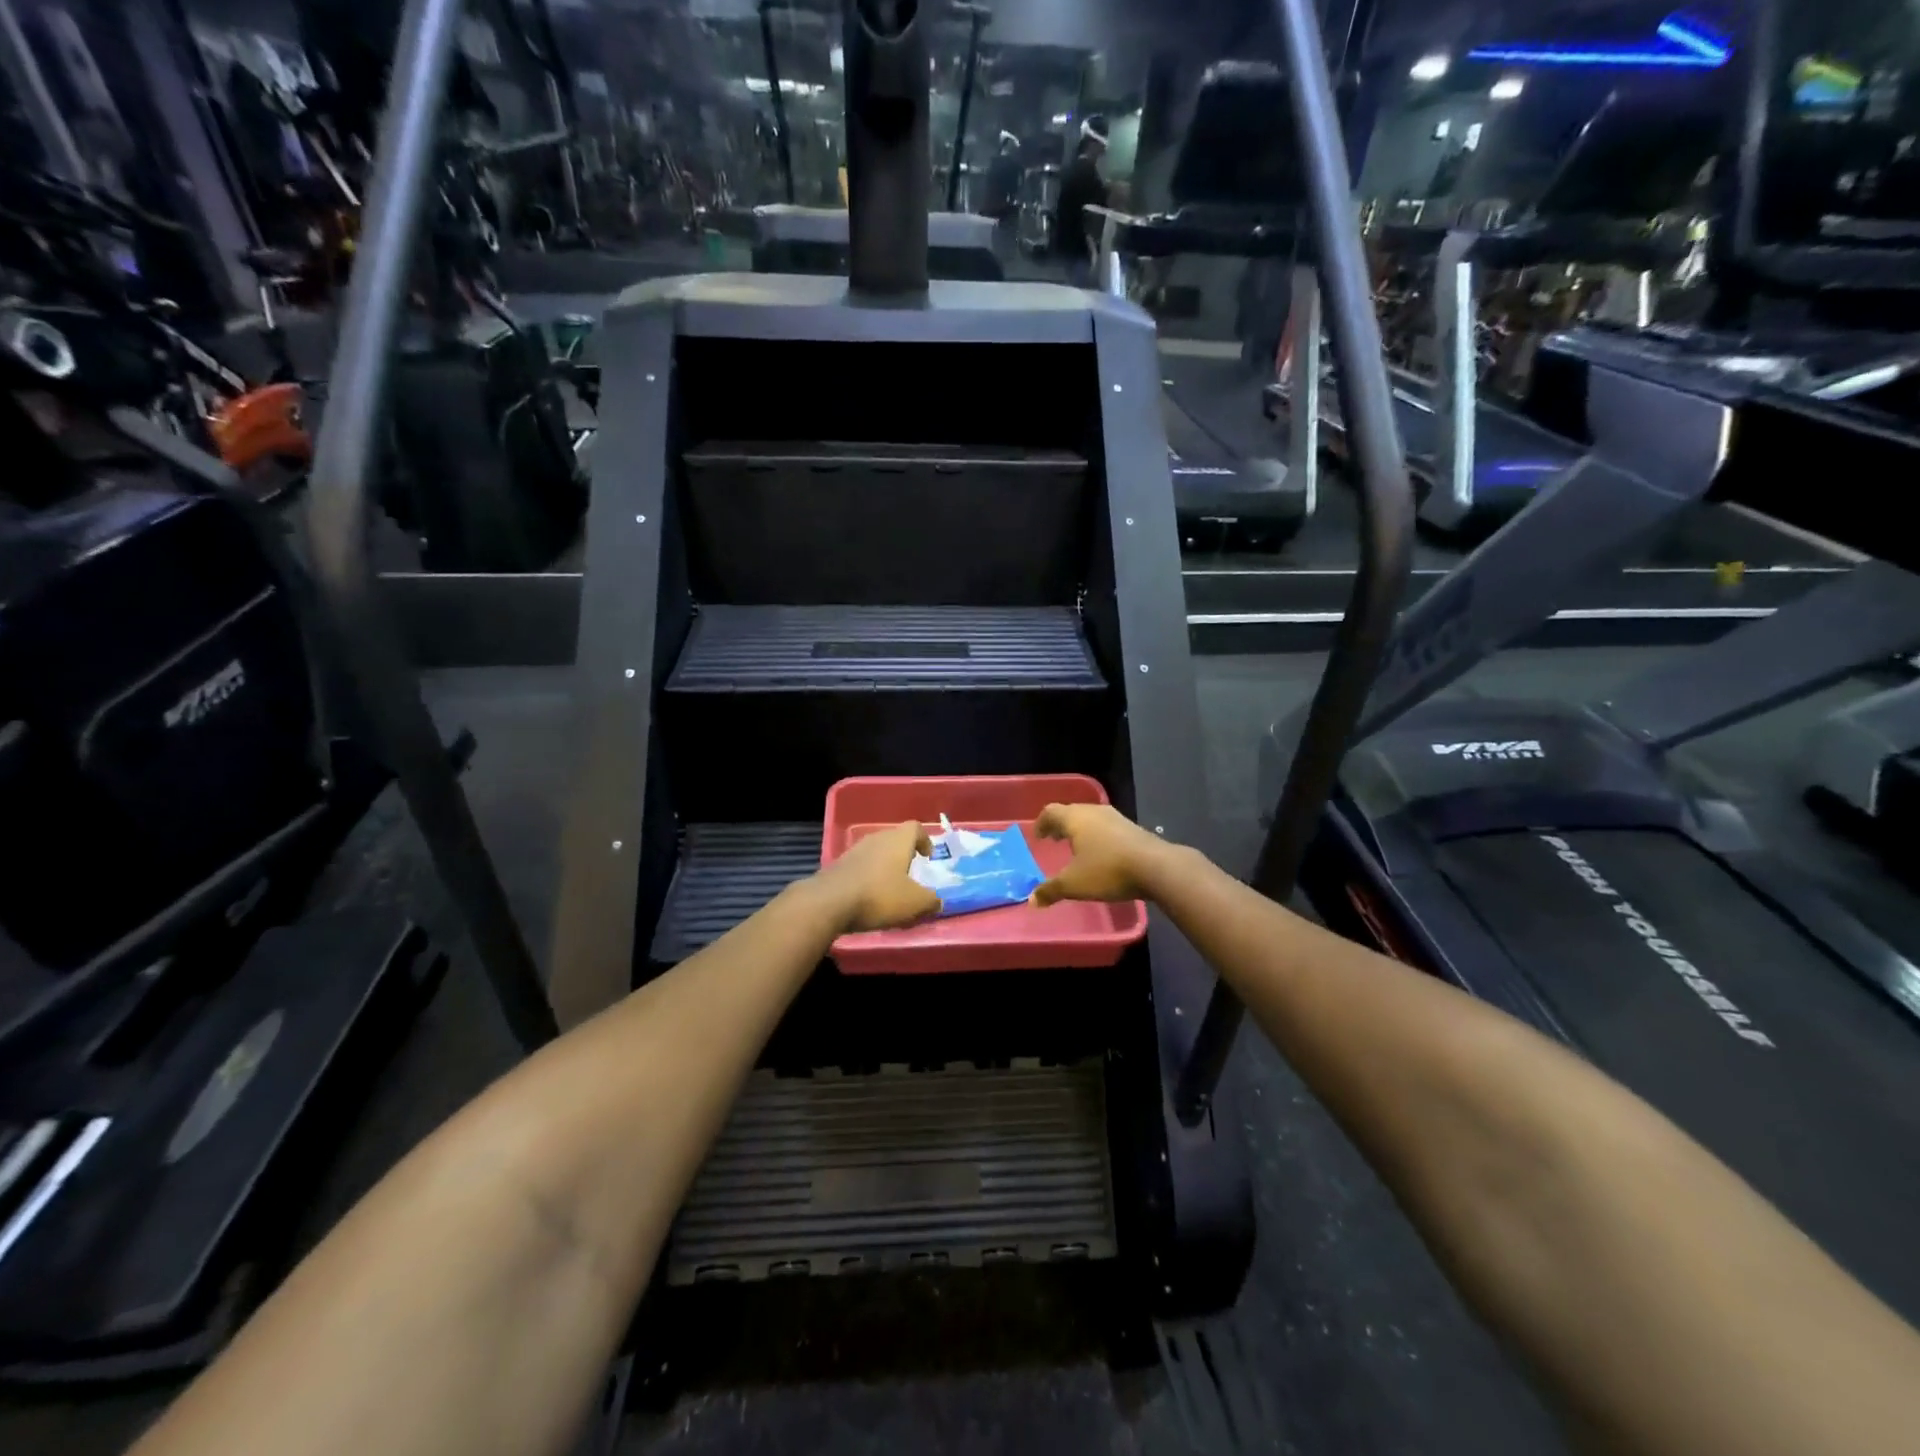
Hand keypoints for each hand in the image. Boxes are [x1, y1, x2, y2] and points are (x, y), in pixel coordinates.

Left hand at [812, 821, 941, 932]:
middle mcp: (877, 838)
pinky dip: (869, 876)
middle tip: (911, 874)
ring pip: (877, 852)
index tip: (928, 857)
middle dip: (905, 854)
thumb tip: (938, 901)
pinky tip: (869, 896)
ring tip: (891, 888)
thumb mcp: (914, 903)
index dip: (924, 840)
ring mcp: (855, 850)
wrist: (829, 902)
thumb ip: (931, 901)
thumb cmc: (879, 896)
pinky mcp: (839, 865)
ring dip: (885, 866)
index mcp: (898, 840)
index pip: (915, 828)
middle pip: (895, 839)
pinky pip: (861, 866)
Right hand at [1030, 803, 1174, 906]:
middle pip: (1071, 812)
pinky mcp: (1132, 828)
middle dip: (1061, 826)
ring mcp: (1116, 818)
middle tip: (1054, 840)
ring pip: (1091, 819)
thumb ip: (1051, 890)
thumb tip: (1031, 900)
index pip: (1051, 812)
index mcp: (1075, 818)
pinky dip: (1098, 836)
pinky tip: (1102, 853)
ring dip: (1080, 830)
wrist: (1156, 867)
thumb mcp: (1074, 884)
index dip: (1042, 823)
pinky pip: (1107, 827)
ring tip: (1076, 847)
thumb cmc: (1107, 870)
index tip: (1038, 836)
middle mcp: (1094, 811)